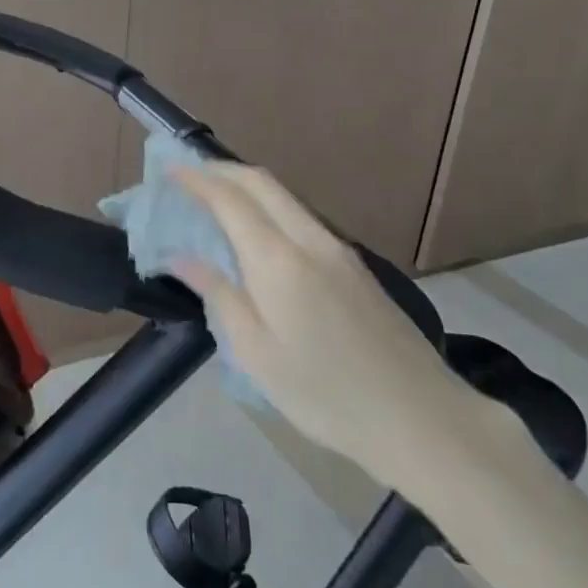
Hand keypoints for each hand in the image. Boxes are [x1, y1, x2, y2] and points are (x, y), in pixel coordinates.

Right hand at [170, 161, 496, 496]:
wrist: (421, 417)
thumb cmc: (325, 394)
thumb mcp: (256, 353)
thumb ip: (219, 295)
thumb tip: (182, 258)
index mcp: (278, 260)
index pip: (230, 198)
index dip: (196, 178)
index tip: (167, 171)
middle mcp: (310, 239)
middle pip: (262, 182)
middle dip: (220, 170)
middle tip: (186, 176)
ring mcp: (339, 250)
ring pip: (285, 197)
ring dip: (246, 186)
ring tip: (213, 198)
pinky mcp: (355, 266)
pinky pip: (301, 217)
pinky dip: (269, 207)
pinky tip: (256, 232)